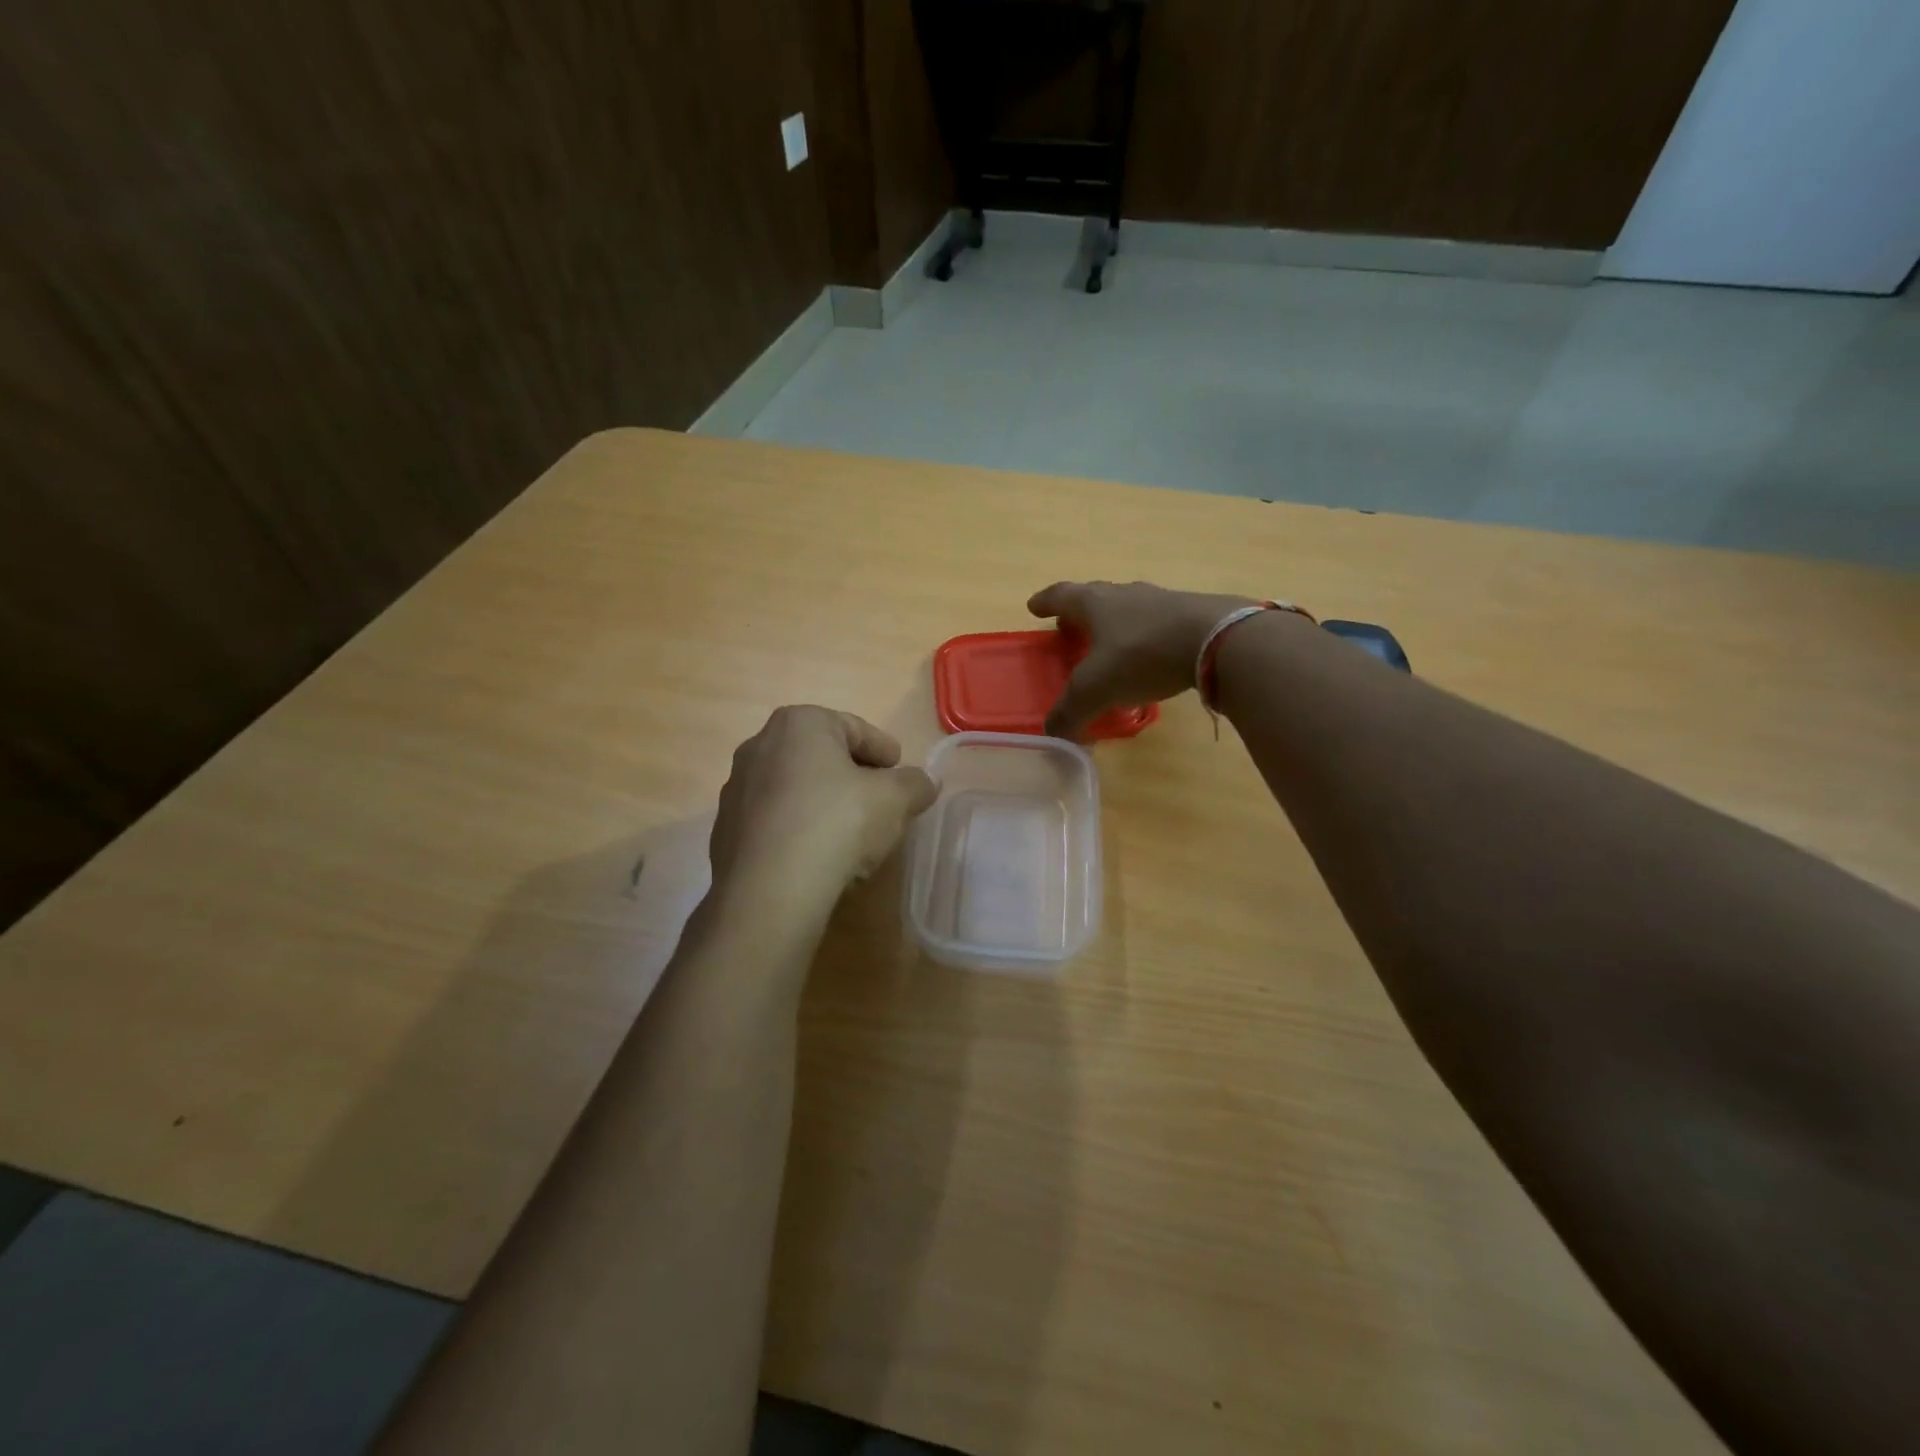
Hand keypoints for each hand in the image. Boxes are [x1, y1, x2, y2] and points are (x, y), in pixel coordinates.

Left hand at [709, 706, 936, 915]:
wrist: (770, 890)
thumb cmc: (837, 823)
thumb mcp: (894, 799)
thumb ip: (915, 784)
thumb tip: (924, 783)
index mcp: (800, 724)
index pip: (855, 728)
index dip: (885, 750)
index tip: (901, 774)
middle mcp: (760, 746)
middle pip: (822, 757)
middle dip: (853, 777)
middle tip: (880, 802)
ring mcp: (737, 789)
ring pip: (795, 789)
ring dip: (824, 804)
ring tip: (851, 835)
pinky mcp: (726, 831)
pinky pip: (775, 821)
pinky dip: (799, 830)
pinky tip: (818, 857)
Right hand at [1028, 581, 1258, 738]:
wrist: (1218, 640)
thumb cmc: (1142, 655)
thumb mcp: (1096, 690)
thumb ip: (1070, 712)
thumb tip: (1053, 735)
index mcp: (1095, 603)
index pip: (1061, 596)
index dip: (1045, 603)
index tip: (1033, 607)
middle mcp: (1126, 595)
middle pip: (1095, 597)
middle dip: (1078, 614)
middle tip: (1067, 629)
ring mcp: (1162, 601)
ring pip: (1128, 608)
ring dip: (1114, 624)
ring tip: (1109, 645)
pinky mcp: (1193, 615)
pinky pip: (1158, 623)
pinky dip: (1145, 637)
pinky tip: (1150, 658)